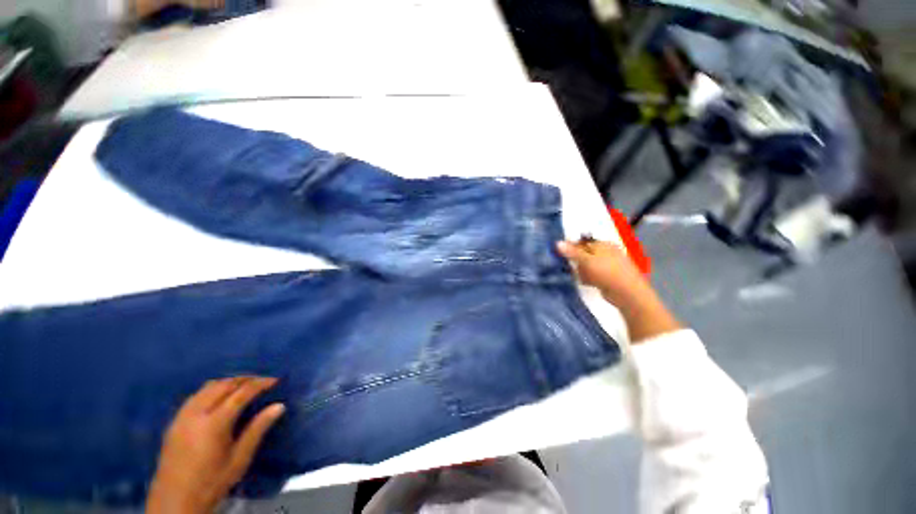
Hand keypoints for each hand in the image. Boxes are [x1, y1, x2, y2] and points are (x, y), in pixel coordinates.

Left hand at [146, 376, 284, 513]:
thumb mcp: (239, 459)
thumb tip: (279, 406)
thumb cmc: (212, 482)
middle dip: (245, 379)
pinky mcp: (174, 422)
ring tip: (244, 386)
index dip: (260, 383)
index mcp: (214, 423)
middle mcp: (196, 414)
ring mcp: (182, 417)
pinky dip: (212, 390)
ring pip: (208, 387)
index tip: (275, 380)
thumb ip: (258, 429)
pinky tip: (219, 397)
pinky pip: (196, 396)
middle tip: (262, 381)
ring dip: (228, 382)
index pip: (241, 393)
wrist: (175, 502)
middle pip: (224, 385)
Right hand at [557, 240, 679, 342]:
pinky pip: (593, 275)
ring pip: (587, 265)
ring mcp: (608, 265)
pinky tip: (585, 283)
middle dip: (576, 261)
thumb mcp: (587, 260)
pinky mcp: (608, 277)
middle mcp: (607, 253)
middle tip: (569, 267)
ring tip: (579, 276)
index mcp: (604, 244)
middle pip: (584, 254)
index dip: (571, 248)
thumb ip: (572, 252)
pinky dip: (588, 278)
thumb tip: (557, 242)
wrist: (627, 294)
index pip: (582, 242)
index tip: (560, 254)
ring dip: (581, 271)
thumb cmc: (607, 272)